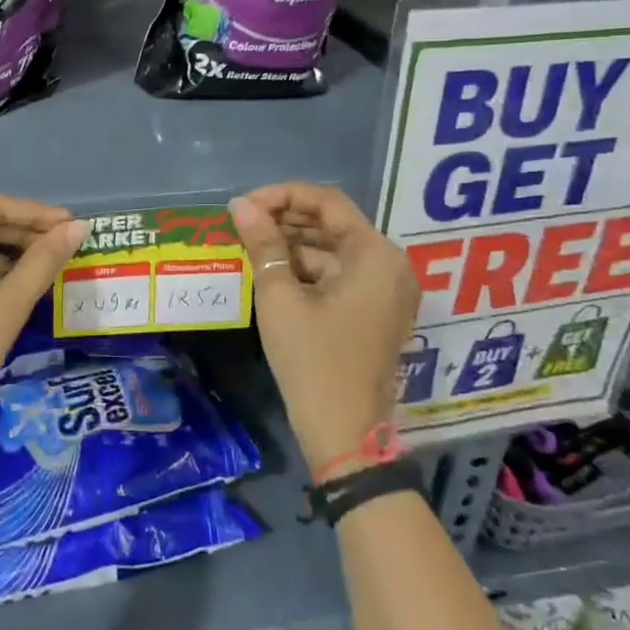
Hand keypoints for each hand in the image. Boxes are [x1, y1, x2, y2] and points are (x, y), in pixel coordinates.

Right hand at [230, 182, 417, 469]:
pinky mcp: (375, 311)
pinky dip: (307, 269)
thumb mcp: (280, 297)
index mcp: (375, 255)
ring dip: (294, 243)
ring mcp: (385, 290)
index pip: (327, 202)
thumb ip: (263, 244)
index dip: (282, 196)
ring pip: (334, 249)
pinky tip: (272, 270)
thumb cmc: (312, 360)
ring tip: (251, 245)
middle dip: (286, 219)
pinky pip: (340, 274)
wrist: (344, 434)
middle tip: (243, 224)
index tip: (244, 206)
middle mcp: (389, 265)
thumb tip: (241, 205)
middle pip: (333, 223)